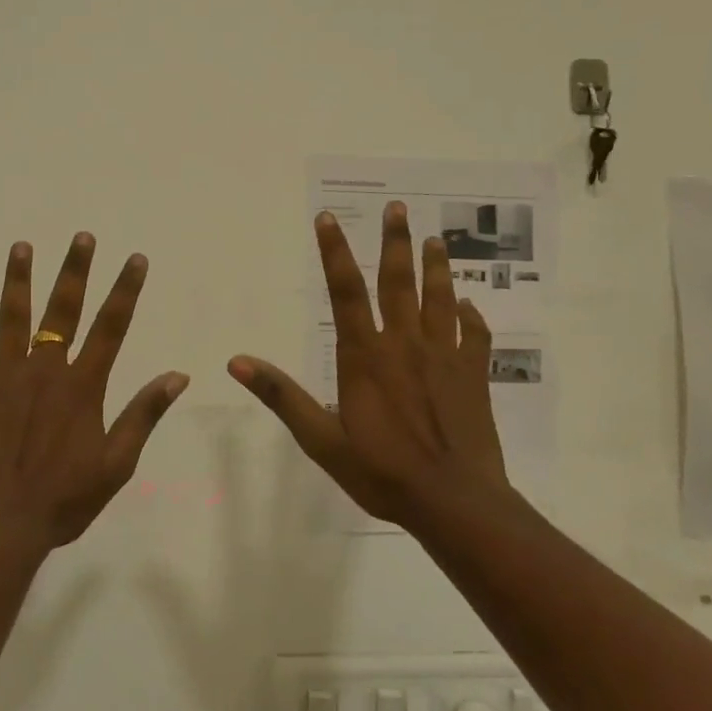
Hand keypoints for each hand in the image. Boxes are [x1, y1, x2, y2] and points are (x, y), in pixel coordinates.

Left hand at [0, 233, 188, 550]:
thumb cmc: (63, 500)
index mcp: (82, 385)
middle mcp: (44, 369)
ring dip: (18, 281)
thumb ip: (143, 415)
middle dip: (75, 271)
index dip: (125, 290)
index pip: (111, 327)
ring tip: (21, 247)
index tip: (135, 259)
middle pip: (63, 309)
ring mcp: (4, 376)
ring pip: (12, 317)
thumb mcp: (116, 464)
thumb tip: (177, 376)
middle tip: (81, 237)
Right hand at [226, 202, 508, 529]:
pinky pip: (475, 336)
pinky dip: (472, 317)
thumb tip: (237, 362)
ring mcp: (444, 356)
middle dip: (395, 242)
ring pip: (440, 300)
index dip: (334, 252)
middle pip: (398, 282)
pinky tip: (470, 305)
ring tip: (435, 239)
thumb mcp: (321, 439)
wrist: (454, 501)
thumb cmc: (382, 471)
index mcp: (365, 355)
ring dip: (437, 267)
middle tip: (398, 208)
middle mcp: (404, 344)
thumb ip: (281, 396)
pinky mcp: (473, 375)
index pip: (344, 291)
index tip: (328, 218)